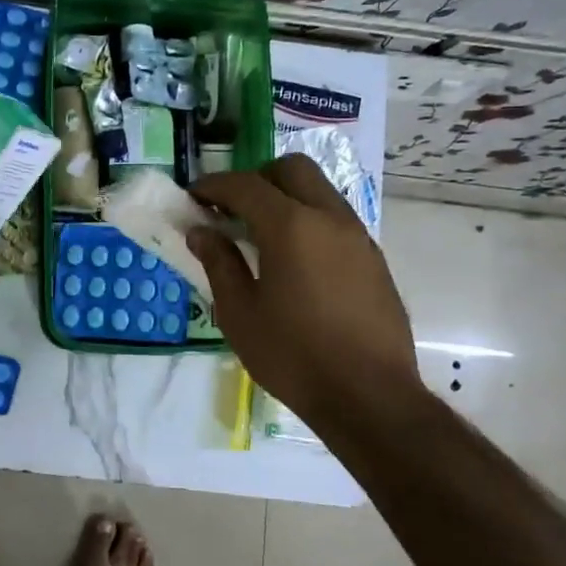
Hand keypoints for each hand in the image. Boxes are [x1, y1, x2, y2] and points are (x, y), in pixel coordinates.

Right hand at [188, 155, 420, 433]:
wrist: (369, 396)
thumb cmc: (293, 356)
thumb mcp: (240, 314)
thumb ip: (219, 263)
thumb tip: (201, 231)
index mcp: (291, 226)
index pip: (245, 185)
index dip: (213, 185)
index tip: (192, 197)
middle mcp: (329, 218)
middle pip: (291, 169)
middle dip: (256, 179)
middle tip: (232, 210)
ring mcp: (357, 236)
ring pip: (319, 191)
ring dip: (285, 198)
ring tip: (260, 236)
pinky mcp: (373, 259)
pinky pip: (335, 219)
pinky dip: (308, 221)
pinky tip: (294, 261)